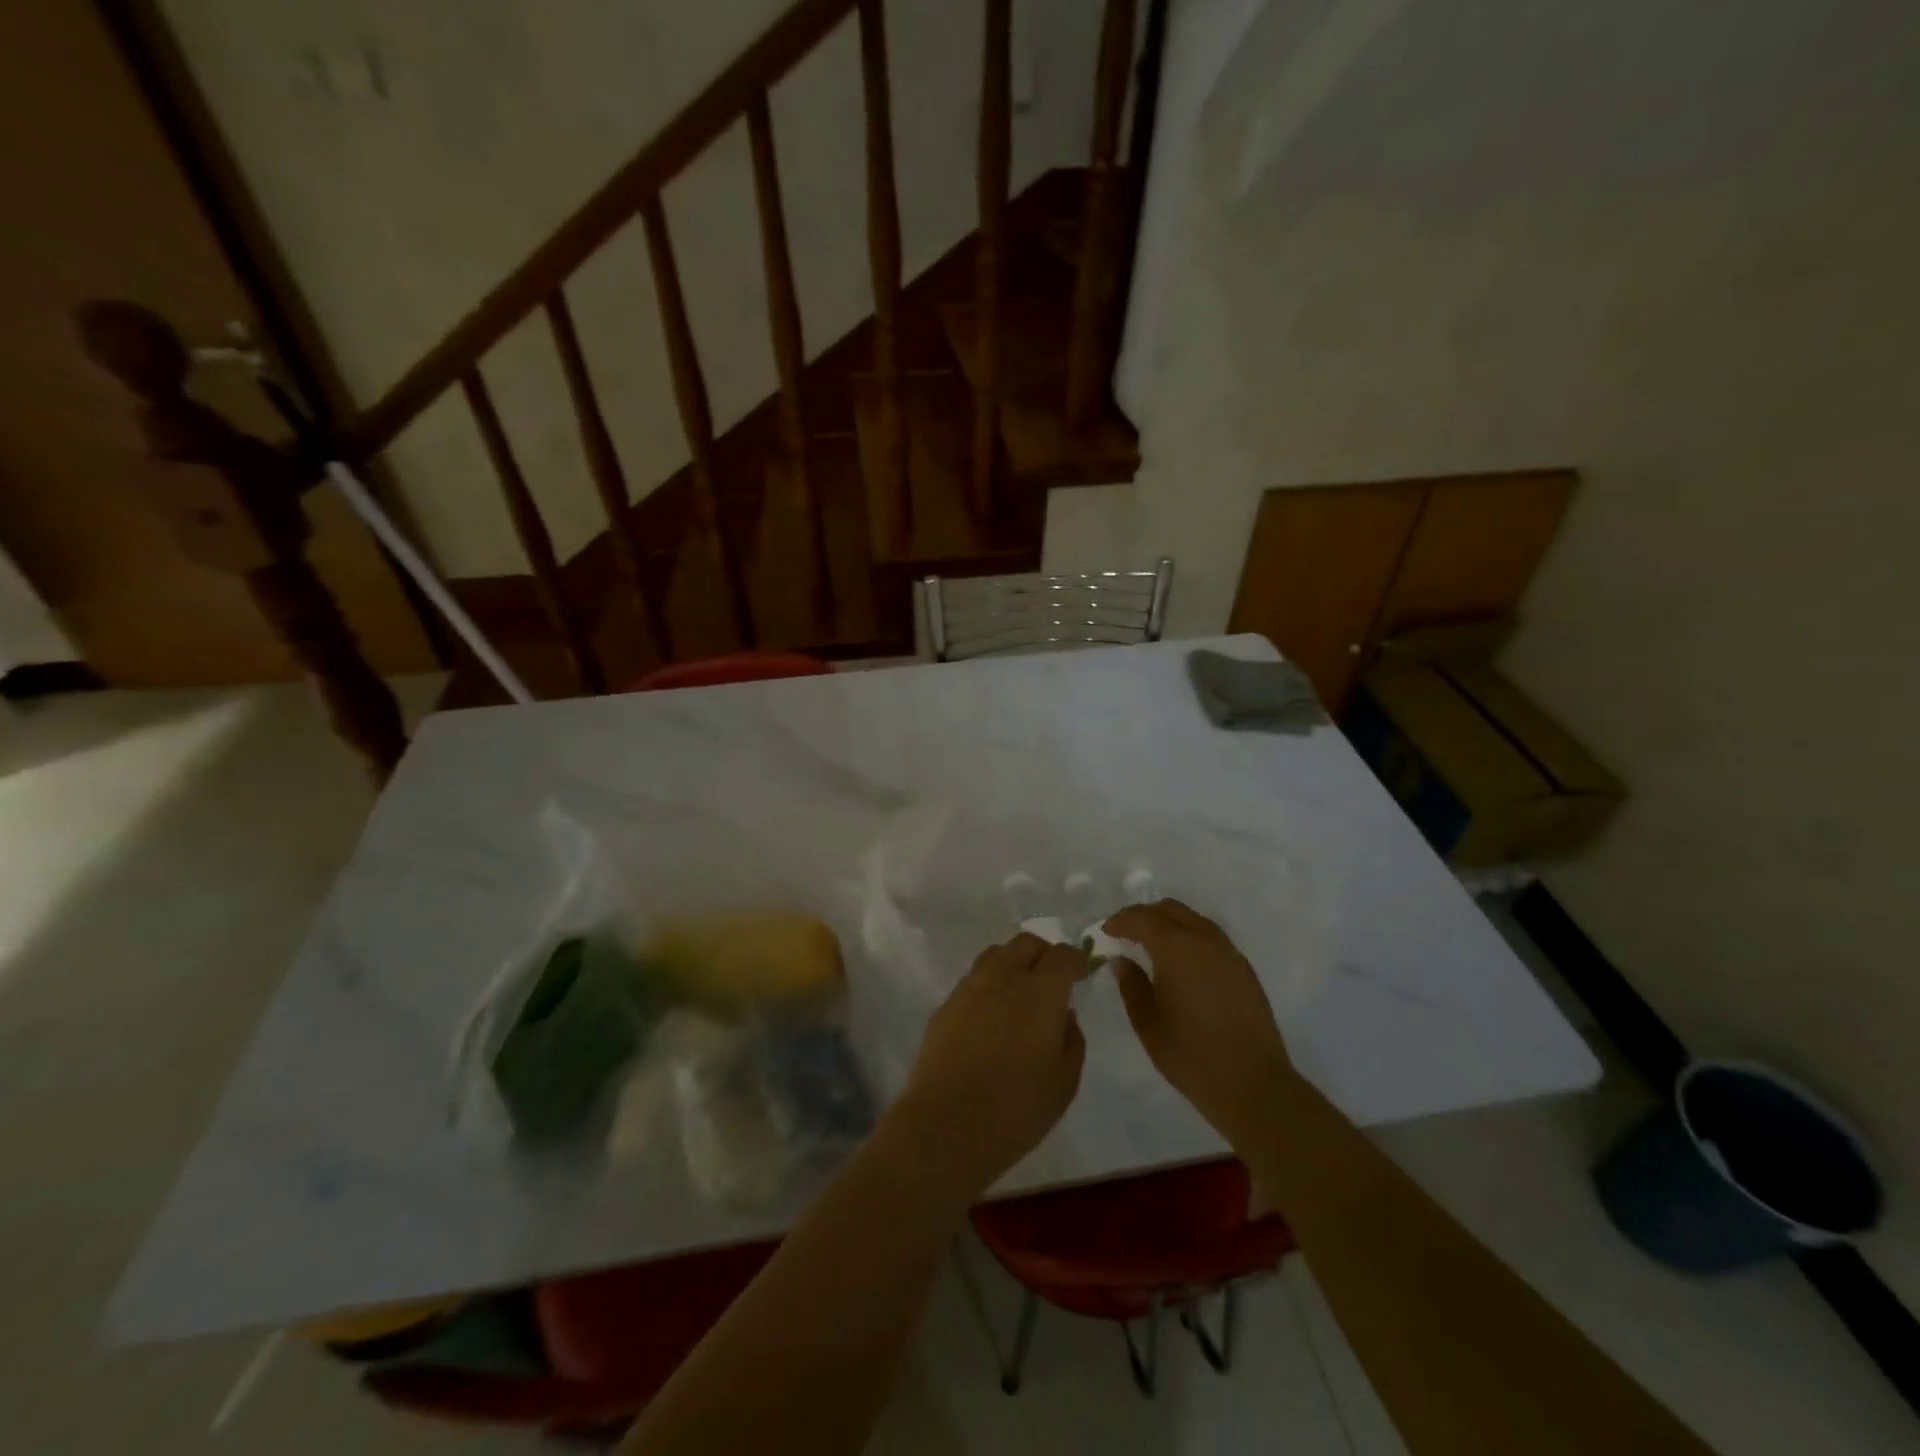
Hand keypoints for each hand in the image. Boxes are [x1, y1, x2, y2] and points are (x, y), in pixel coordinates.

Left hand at [889, 933, 1088, 1201]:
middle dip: (1044, 954)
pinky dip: (990, 985)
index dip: (1076, 959)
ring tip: (1021, 993)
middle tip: (1053, 979)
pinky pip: (974, 980)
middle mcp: (1003, 977)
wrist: (946, 1124)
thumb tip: (1064, 1014)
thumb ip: (1072, 1039)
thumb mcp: (1064, 1082)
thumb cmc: (1016, 1108)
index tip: (1082, 973)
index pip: (1062, 955)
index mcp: (1040, 991)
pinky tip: (992, 1016)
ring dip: (1014, 963)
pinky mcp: (945, 1004)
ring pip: (996, 955)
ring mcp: (969, 987)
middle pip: (1025, 943)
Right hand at [1104, 900, 1296, 1150]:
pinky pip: (1210, 937)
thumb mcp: (1148, 1024)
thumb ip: (1132, 986)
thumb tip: (1122, 961)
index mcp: (1176, 949)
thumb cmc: (1192, 1056)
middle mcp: (1204, 940)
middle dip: (1145, 916)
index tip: (1106, 933)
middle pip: (1170, 910)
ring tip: (1152, 946)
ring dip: (1169, 924)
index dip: (1120, 921)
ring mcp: (1229, 953)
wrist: (1254, 1084)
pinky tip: (1182, 963)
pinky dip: (1189, 937)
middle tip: (1126, 934)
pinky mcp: (1244, 969)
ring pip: (1193, 920)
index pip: (1142, 918)